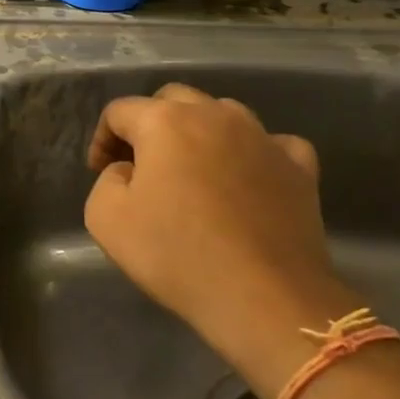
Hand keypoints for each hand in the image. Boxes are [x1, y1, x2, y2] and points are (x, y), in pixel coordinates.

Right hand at [84, 83, 359, 395]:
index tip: (100, 173)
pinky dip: (253, 153)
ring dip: (200, 133)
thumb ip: (106, 180)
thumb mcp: (105, 219)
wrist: (264, 298)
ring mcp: (263, 137)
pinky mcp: (299, 166)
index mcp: (165, 121)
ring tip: (193, 171)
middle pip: (172, 100)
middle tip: (142, 166)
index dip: (102, 139)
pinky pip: (271, 143)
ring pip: (223, 113)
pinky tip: (247, 178)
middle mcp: (215, 114)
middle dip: (150, 124)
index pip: (120, 111)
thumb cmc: (177, 255)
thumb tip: (129, 171)